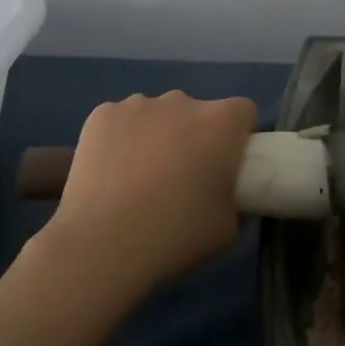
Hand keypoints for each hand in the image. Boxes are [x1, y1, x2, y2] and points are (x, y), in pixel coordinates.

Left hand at [41, 91, 257, 303]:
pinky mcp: (102, 114)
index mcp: (220, 123)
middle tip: (181, 177)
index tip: (226, 164)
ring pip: (157, 114)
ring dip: (157, 134)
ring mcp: (138, 104)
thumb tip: (231, 196)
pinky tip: (110, 172)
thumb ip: (238, 203)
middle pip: (196, 111)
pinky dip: (121, 138)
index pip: (242, 111)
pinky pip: (121, 120)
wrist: (102, 244)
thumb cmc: (174, 236)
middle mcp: (182, 102)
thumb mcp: (227, 230)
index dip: (238, 135)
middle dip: (194, 135)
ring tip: (139, 178)